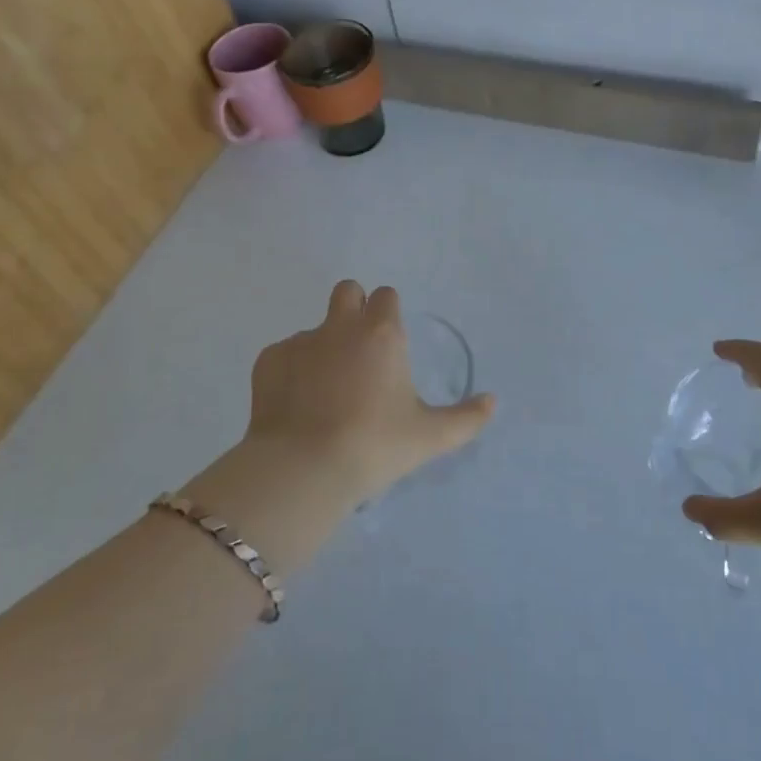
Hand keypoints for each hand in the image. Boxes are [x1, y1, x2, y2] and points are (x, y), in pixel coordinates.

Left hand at [245, 281, 495, 505]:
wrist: (304, 468)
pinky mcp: (268, 360)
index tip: (389, 344)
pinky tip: (296, 406)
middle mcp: (341, 326)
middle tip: (358, 350)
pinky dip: (292, 372)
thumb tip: (492, 401)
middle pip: (347, 291)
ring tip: (324, 394)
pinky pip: (284, 354)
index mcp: (382, 333)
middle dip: (353, 308)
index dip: (388, 313)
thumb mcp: (429, 437)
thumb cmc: (375, 446)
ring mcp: (300, 340)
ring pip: (315, 329)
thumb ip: (466, 418)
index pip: (386, 296)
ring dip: (322, 348)